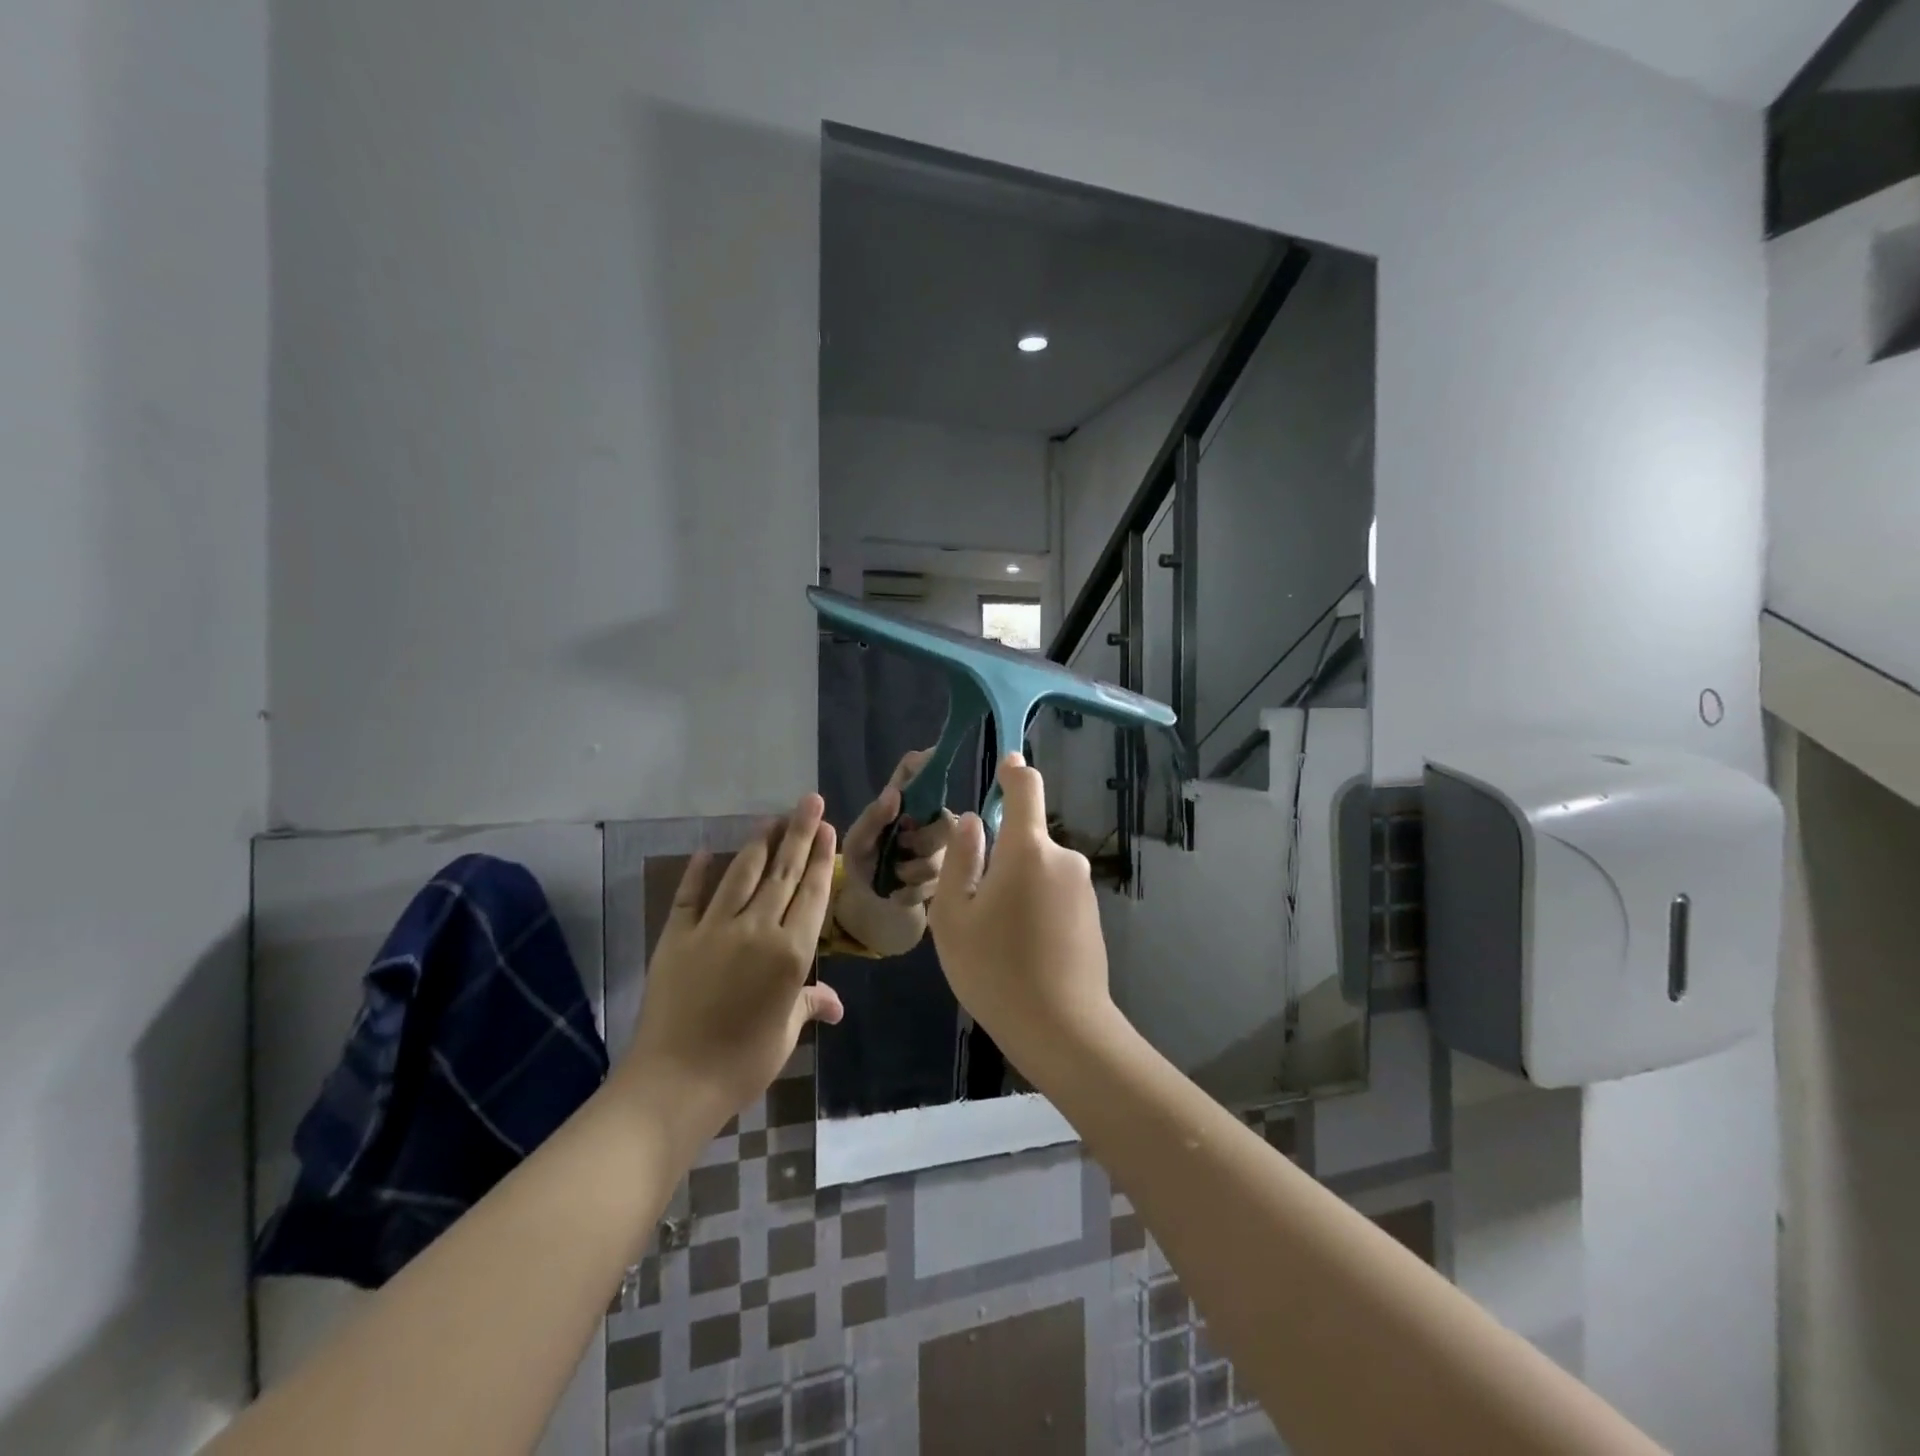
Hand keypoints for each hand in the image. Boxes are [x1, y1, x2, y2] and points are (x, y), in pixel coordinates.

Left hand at [617, 796, 845, 1143]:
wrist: (675, 1082)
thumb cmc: (743, 1062)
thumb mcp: (786, 1034)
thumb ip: (809, 1004)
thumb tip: (835, 1003)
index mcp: (791, 952)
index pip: (812, 893)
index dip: (821, 857)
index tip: (827, 826)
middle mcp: (757, 929)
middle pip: (782, 872)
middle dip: (798, 833)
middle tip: (808, 801)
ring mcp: (714, 928)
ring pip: (741, 874)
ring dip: (759, 844)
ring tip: (772, 818)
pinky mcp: (677, 936)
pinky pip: (689, 896)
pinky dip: (697, 872)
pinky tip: (706, 851)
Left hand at [835, 750, 955, 956]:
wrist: (871, 905)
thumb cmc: (863, 863)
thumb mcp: (857, 843)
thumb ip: (872, 818)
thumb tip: (894, 794)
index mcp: (907, 802)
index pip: (920, 771)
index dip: (928, 763)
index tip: (930, 768)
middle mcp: (932, 819)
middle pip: (945, 822)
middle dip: (921, 844)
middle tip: (899, 851)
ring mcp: (946, 848)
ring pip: (943, 858)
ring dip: (913, 873)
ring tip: (894, 877)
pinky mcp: (952, 877)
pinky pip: (941, 883)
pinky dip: (914, 891)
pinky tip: (901, 892)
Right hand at [927, 754, 1113, 1058]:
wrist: (1062, 1029)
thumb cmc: (995, 969)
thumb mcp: (953, 916)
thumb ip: (960, 859)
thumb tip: (970, 822)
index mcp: (1028, 849)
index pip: (1026, 788)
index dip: (1013, 771)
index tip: (1005, 764)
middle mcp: (1063, 858)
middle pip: (1025, 838)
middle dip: (999, 859)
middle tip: (973, 908)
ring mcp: (1082, 887)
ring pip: (1038, 869)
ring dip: (1016, 886)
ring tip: (996, 938)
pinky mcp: (1091, 914)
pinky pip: (1054, 893)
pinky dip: (1035, 906)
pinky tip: (1022, 951)